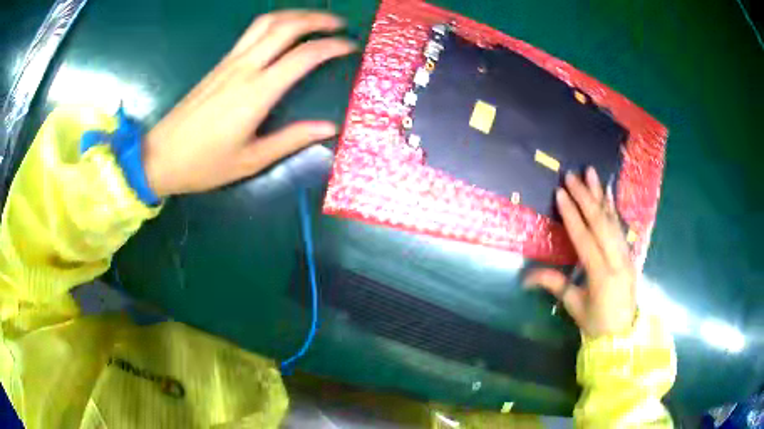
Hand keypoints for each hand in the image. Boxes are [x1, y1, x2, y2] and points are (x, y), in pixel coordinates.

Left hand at [142, 11, 355, 196]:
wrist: (160, 156)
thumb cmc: (204, 164)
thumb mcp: (251, 160)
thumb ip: (291, 140)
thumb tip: (329, 128)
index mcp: (256, 93)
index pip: (303, 56)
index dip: (332, 47)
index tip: (350, 47)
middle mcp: (244, 68)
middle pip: (285, 26)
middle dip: (317, 19)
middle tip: (339, 24)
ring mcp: (229, 62)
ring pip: (266, 22)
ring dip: (294, 15)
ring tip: (314, 20)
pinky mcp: (219, 64)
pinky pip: (252, 32)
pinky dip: (275, 23)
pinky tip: (284, 31)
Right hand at [524, 167, 636, 336]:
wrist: (622, 333)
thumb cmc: (595, 322)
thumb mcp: (574, 305)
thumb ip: (554, 284)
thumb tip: (525, 276)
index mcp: (601, 275)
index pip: (585, 239)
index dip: (572, 215)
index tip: (561, 192)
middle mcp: (616, 260)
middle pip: (600, 223)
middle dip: (586, 197)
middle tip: (573, 175)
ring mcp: (626, 255)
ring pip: (612, 220)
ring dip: (601, 195)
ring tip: (591, 173)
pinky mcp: (630, 253)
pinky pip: (620, 226)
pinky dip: (614, 207)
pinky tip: (609, 191)